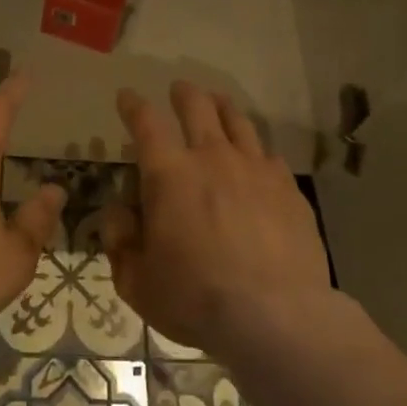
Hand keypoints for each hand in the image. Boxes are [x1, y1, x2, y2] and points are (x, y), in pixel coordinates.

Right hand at [103, 81, 329, 355]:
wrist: (275, 316)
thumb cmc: (196, 299)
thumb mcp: (137, 282)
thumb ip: (120, 243)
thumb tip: (118, 213)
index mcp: (169, 175)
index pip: (146, 123)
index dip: (133, 105)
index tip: (127, 97)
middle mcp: (212, 158)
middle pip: (197, 106)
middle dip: (184, 93)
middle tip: (179, 89)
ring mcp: (255, 169)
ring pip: (237, 121)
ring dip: (222, 106)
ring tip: (217, 102)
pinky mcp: (287, 187)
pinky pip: (268, 154)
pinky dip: (255, 148)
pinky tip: (256, 155)